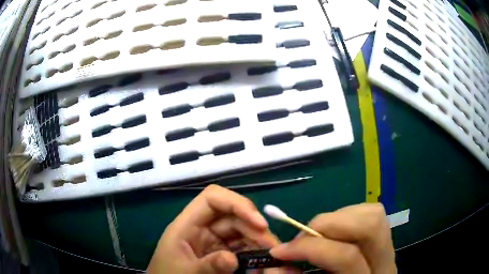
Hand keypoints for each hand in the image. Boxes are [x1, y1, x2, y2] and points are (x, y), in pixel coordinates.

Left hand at [147, 185, 278, 273]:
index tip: (259, 223)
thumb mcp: (186, 272)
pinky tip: (261, 261)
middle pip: (232, 216)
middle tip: (272, 246)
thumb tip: (233, 259)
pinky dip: (253, 252)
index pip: (212, 199)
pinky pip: (241, 246)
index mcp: (187, 225)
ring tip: (271, 255)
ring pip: (240, 231)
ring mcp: (213, 241)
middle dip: (254, 227)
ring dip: (257, 240)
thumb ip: (208, 266)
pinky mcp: (220, 252)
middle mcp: (202, 228)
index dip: (237, 204)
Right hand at [270, 203, 395, 273]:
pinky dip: (348, 215)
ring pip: (373, 215)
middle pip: (369, 226)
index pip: (346, 256)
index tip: (279, 251)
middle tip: (300, 238)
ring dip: (338, 217)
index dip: (309, 248)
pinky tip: (333, 231)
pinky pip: (371, 214)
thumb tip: (271, 265)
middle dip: (327, 225)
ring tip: (315, 234)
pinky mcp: (385, 239)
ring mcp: (389, 248)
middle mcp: (385, 263)